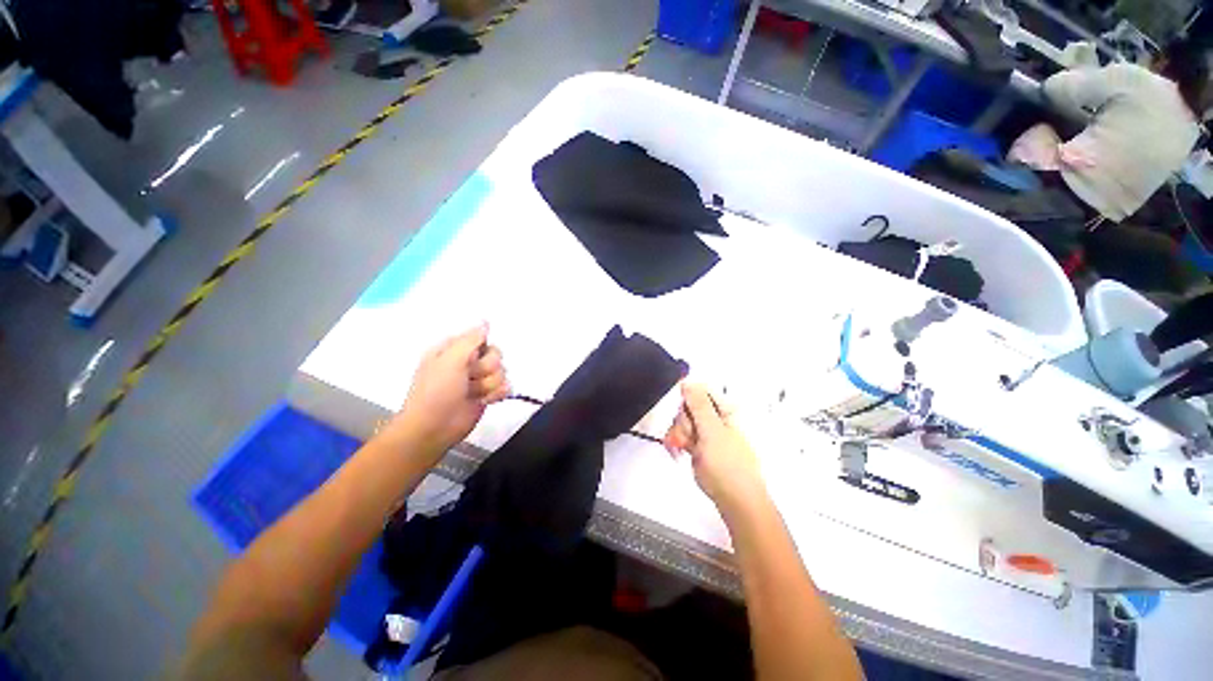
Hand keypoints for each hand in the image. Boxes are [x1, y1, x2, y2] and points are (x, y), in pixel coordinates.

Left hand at [388, 323, 508, 455]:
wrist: (434, 428)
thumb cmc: (436, 391)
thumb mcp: (450, 360)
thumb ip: (471, 339)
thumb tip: (486, 321)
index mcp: (454, 349)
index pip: (481, 337)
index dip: (480, 348)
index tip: (472, 358)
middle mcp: (467, 362)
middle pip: (496, 354)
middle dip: (486, 368)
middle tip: (470, 377)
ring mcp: (478, 379)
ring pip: (502, 371)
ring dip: (489, 384)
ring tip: (473, 393)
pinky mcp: (488, 395)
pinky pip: (506, 386)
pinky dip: (496, 394)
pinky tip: (484, 400)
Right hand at [663, 383, 767, 517]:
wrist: (734, 500)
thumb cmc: (728, 466)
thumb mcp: (712, 431)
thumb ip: (699, 405)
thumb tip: (688, 381)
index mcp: (726, 409)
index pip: (700, 391)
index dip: (686, 399)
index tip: (683, 413)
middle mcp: (717, 418)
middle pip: (688, 407)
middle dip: (682, 422)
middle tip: (688, 437)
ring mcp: (708, 432)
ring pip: (682, 421)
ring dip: (678, 434)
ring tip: (684, 448)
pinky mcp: (700, 445)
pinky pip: (682, 435)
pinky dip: (677, 442)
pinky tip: (679, 451)